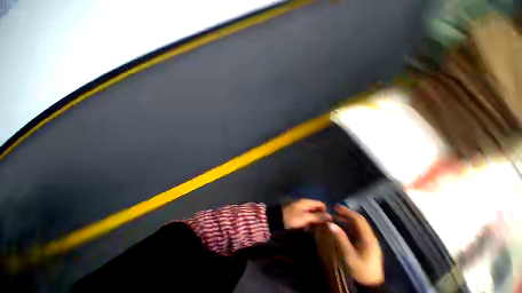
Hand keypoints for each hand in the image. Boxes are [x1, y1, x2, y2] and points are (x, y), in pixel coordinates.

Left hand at [282, 199, 331, 229]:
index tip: (327, 222)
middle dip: (321, 218)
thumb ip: (318, 217)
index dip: (326, 212)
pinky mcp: (299, 215)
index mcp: (307, 202)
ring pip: (313, 215)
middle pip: (317, 209)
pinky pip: (308, 218)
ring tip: (317, 230)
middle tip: (323, 228)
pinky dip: (310, 223)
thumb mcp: (306, 217)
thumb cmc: (293, 218)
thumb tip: (330, 216)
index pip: (321, 204)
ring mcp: (302, 209)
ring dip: (315, 222)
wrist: (278, 220)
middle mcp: (305, 204)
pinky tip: (309, 229)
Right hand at [329, 205, 383, 285]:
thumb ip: (340, 238)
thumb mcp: (348, 255)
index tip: (336, 207)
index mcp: (367, 238)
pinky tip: (342, 227)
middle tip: (335, 210)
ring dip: (348, 219)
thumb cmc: (360, 270)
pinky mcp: (367, 244)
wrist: (371, 285)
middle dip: (347, 213)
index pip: (358, 219)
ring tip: (337, 217)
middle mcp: (370, 236)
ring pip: (359, 225)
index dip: (347, 211)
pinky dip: (350, 226)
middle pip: (359, 220)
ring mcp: (369, 240)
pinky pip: (358, 231)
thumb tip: (330, 224)